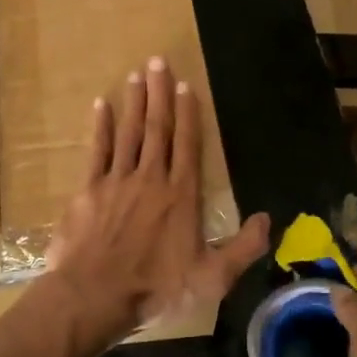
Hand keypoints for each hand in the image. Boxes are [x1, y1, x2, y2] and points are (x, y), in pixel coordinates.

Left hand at [44, 57, 270, 346]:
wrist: (95, 295)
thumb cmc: (155, 288)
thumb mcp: (212, 278)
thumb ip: (243, 248)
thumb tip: (267, 220)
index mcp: (180, 195)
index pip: (187, 145)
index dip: (188, 113)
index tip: (186, 85)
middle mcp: (150, 178)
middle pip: (157, 128)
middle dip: (159, 93)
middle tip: (157, 60)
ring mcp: (116, 181)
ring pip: (128, 132)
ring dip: (133, 102)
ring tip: (136, 74)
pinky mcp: (88, 190)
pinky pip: (96, 150)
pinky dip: (100, 127)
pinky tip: (102, 105)